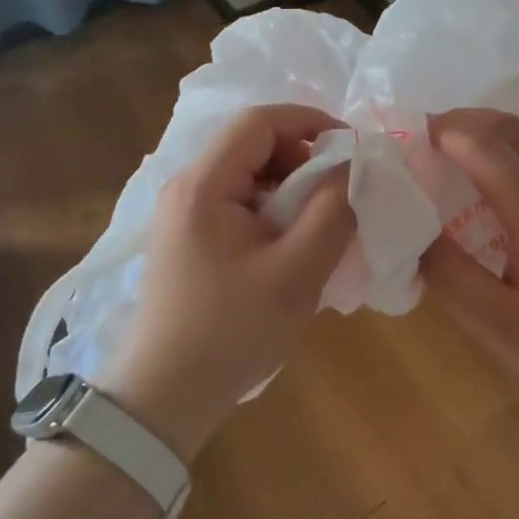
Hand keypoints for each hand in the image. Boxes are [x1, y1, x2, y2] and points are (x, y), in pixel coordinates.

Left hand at [98, 105, 353, 462]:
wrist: (165, 397)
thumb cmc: (231, 331)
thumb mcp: (296, 272)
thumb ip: (332, 211)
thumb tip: (352, 167)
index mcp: (204, 184)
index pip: (259, 121)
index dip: (309, 122)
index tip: (350, 148)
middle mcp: (187, 186)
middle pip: (253, 145)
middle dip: (303, 159)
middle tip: (337, 195)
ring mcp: (184, 213)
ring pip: (249, 174)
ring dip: (291, 187)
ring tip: (319, 224)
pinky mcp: (189, 237)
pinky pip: (240, 202)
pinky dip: (273, 210)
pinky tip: (292, 245)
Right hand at [418, 109, 518, 414]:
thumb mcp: (508, 330)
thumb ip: (454, 279)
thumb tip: (411, 239)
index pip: (480, 143)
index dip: (439, 131)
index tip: (401, 137)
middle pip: (510, 127)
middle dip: (462, 121)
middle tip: (421, 141)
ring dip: (489, 138)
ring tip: (451, 163)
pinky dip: (513, 160)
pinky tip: (499, 199)